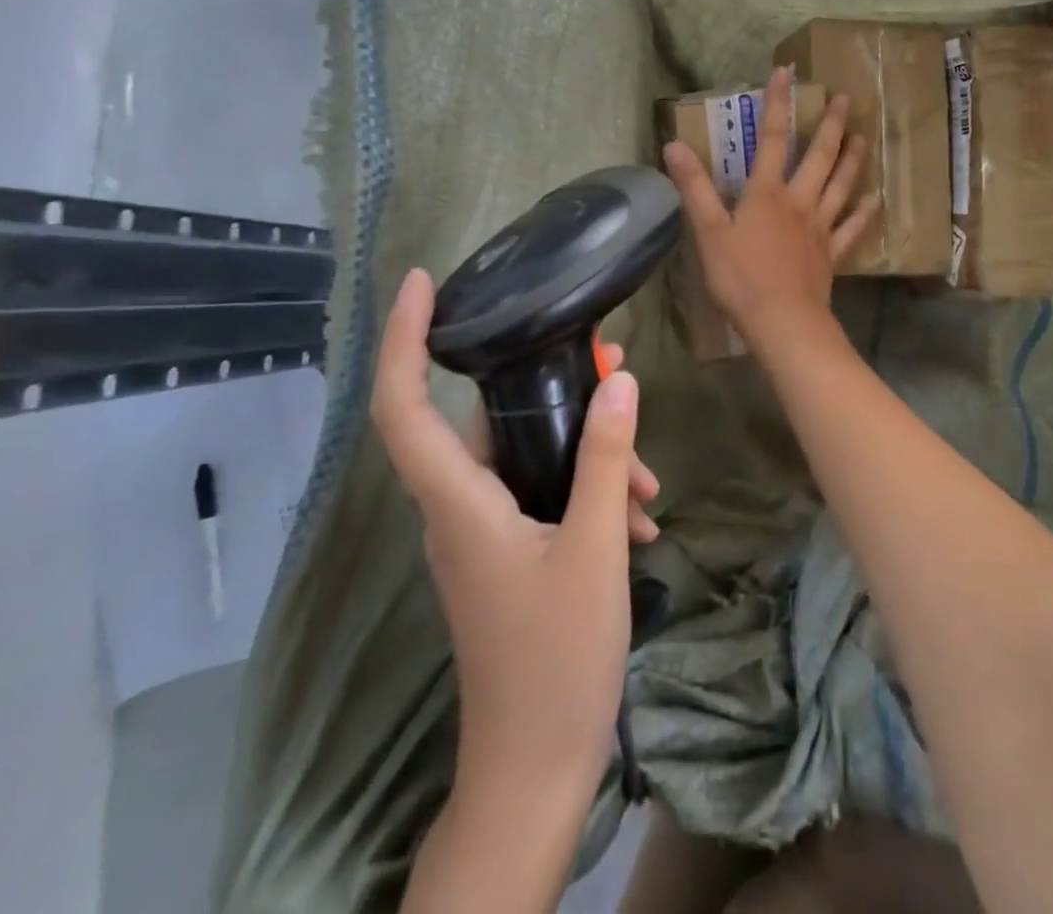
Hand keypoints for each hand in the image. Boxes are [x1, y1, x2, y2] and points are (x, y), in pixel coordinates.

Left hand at [371, 268, 659, 789]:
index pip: (405, 406)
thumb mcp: (593, 550)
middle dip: (553, 393)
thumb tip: (618, 379)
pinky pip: (541, 493)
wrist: (535, 770)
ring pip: (528, 459)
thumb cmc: (556, 662)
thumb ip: (602, 459)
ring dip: (587, 454)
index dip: (405, 339)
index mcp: (459, 504)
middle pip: (490, 421)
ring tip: (648, 482)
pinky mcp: (506, 552)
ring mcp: (481, 533)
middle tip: (612, 369)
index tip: (423, 282)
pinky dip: (586, 489)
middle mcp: (458, 510)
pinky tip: (638, 515)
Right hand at [662, 67, 876, 346]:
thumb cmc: (741, 277)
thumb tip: (674, 145)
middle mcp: (799, 201)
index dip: (777, 104)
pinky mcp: (831, 254)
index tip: (786, 74)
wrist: (783, 321)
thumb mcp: (709, 231)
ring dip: (852, 159)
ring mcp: (820, 227)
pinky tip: (875, 200)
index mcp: (766, 193)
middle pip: (818, 156)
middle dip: (830, 125)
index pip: (770, 138)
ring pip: (841, 185)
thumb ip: (694, 187)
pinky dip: (864, 213)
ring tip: (862, 135)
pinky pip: (852, 228)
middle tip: (845, 99)